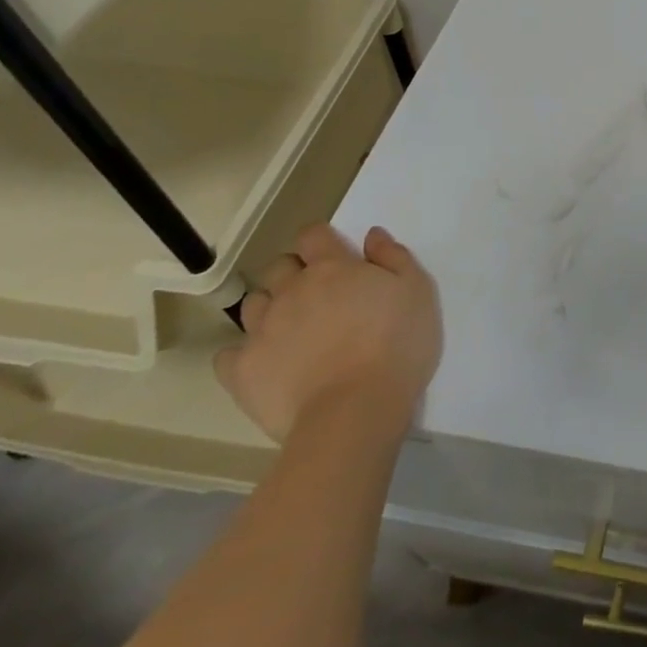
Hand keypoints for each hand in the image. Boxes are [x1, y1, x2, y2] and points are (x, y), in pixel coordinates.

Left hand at [216, 224, 441, 444]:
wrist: (355, 412)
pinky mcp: (242, 372)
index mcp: (332, 268)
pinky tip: (265, 363)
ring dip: (270, 308)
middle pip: (279, 266)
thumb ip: (394, 257)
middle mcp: (291, 291)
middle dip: (294, 273)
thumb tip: (371, 236)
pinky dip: (243, 354)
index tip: (336, 256)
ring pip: (253, 304)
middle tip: (318, 295)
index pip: (313, 235)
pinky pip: (228, 355)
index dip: (321, 241)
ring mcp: (261, 331)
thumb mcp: (417, 291)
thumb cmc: (396, 345)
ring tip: (292, 329)